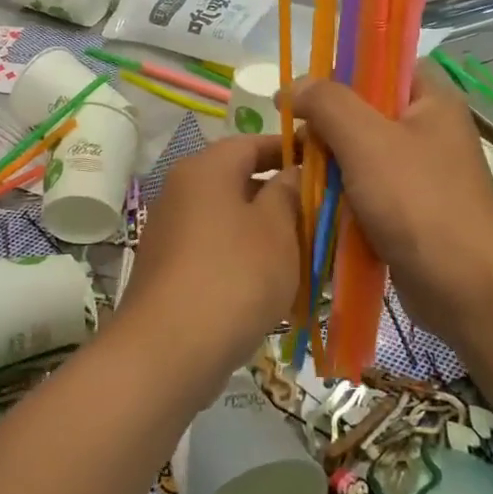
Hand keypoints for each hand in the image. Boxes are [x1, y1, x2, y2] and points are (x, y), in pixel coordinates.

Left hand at [117, 135, 301, 378]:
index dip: (289, 149)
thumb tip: (291, 172)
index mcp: (206, 169)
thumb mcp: (276, 228)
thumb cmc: (234, 276)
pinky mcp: (171, 270)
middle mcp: (182, 191)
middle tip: (322, 213)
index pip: (252, 143)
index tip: (324, 163)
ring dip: (266, 231)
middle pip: (239, 180)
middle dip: (282, 195)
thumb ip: (288, 192)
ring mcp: (172, 232)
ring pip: (230, 219)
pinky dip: (245, 258)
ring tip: (307, 252)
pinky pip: (217, 250)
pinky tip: (274, 284)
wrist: (168, 350)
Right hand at [289, 74, 492, 351]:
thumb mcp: (366, 141)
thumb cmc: (418, 204)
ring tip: (302, 175)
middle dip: (329, 125)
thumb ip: (328, 104)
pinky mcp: (412, 210)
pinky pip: (369, 189)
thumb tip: (293, 87)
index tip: (308, 93)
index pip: (385, 63)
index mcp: (433, 100)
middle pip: (367, 110)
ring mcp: (423, 173)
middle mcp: (431, 131)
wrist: (465, 289)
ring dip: (332, 164)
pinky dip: (344, 195)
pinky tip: (320, 206)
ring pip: (363, 153)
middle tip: (298, 142)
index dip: (345, 70)